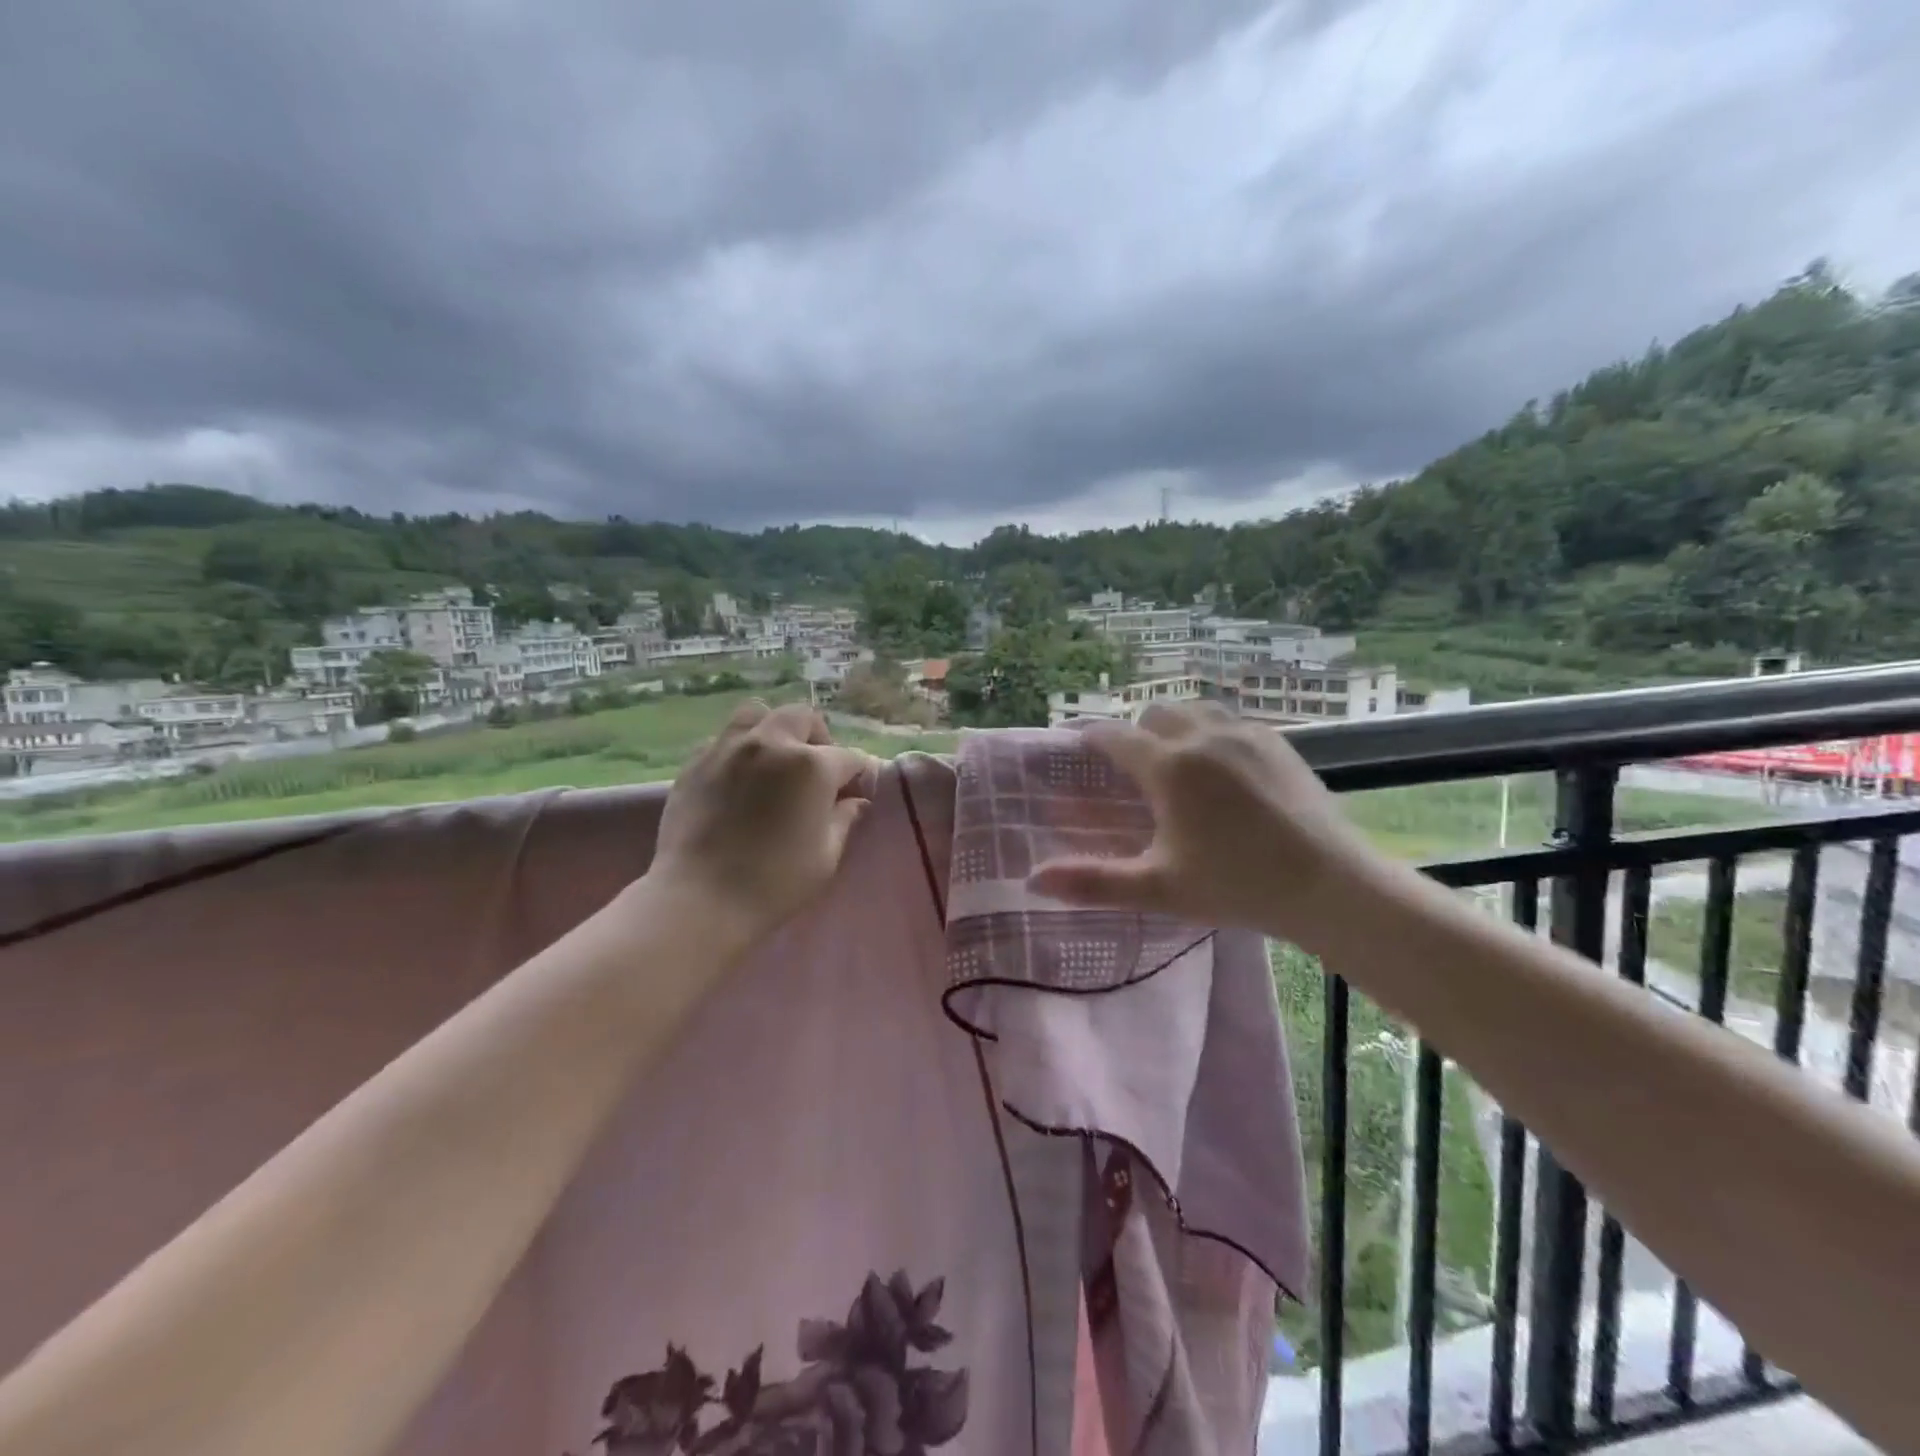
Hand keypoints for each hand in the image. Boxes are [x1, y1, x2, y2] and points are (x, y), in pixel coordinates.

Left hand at [643, 700, 878, 948]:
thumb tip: (854, 802)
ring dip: (774, 731)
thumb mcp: (826, 857)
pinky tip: (738, 780)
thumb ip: (844, 820)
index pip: (848, 758)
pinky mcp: (695, 763)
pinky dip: (739, 750)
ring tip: (773, 762)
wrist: (700, 899)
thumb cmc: (774, 883)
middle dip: (818, 739)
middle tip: (816, 772)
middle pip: (803, 718)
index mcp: (811, 766)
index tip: (855, 795)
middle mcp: (771, 744)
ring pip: (757, 714)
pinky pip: (723, 740)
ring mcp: (728, 748)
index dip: (857, 776)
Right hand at [1026, 702, 1384, 946]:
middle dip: (1138, 731)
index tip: (1081, 746)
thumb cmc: (1237, 886)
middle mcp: (1202, 737)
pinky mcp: (1278, 742)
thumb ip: (1093, 881)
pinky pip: (1232, 720)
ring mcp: (1245, 734)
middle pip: (1156, 712)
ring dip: (1177, 725)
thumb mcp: (1158, 888)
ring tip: (1179, 760)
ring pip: (1196, 709)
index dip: (1093, 739)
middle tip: (1136, 768)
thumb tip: (1033, 880)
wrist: (1330, 885)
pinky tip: (1223, 767)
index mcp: (1169, 768)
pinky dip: (1213, 732)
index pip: (1115, 737)